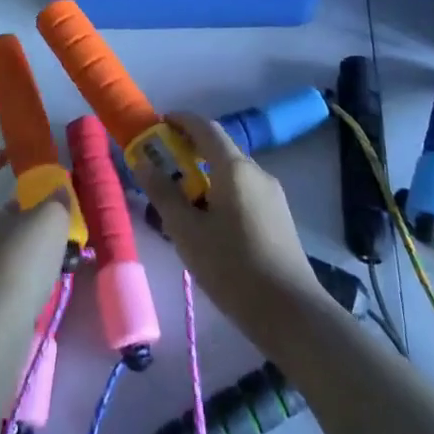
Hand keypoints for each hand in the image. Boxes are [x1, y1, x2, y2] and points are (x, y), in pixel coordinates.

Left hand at [0, 151, 69, 326]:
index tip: (11, 156)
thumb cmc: (18, 261)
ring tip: (43, 239)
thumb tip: (58, 191)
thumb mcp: (49, 220)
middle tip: (35, 200)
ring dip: (12, 234)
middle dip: (8, 201)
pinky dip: (11, 262)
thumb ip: (56, 200)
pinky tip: (36, 272)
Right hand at [133, 113, 324, 343]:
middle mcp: (257, 173)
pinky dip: (222, 192)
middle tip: (162, 164)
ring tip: (181, 199)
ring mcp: (273, 195)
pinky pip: (244, 191)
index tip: (158, 124)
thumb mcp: (187, 232)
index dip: (180, 121)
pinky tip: (209, 222)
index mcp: (235, 169)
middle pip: (220, 149)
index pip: (205, 128)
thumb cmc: (232, 268)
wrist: (291, 313)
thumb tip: (143, 162)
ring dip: (206, 174)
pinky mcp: (279, 217)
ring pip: (232, 172)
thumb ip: (163, 193)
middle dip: (190, 149)